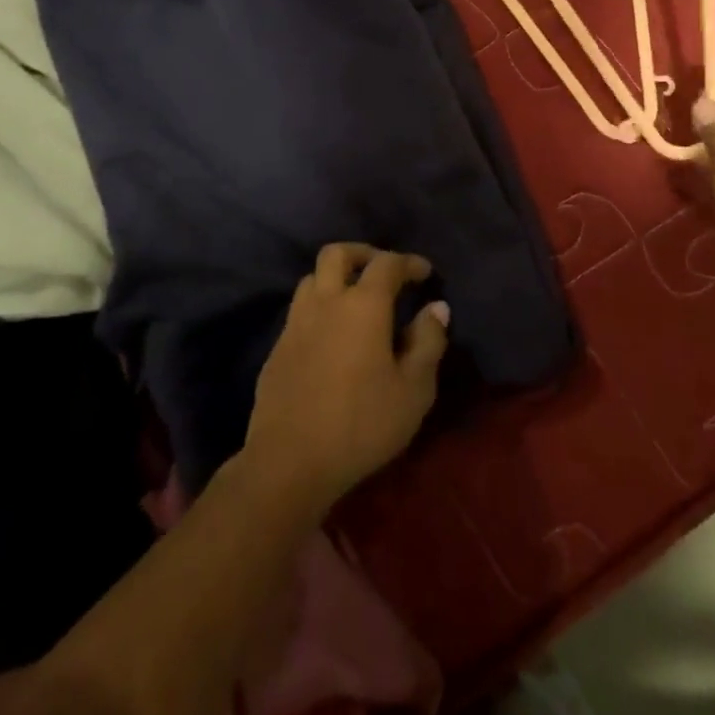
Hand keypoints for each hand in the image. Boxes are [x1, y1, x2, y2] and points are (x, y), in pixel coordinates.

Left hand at [240, 243, 450, 515]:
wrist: (290, 460)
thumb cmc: (362, 424)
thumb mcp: (413, 390)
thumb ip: (428, 342)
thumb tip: (436, 308)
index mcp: (363, 305)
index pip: (387, 263)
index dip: (408, 262)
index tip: (425, 272)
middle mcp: (326, 301)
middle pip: (337, 253)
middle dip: (363, 254)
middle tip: (383, 271)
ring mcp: (296, 322)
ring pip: (312, 278)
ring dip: (335, 278)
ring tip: (355, 300)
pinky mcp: (278, 347)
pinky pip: (299, 310)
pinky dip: (319, 307)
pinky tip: (331, 335)